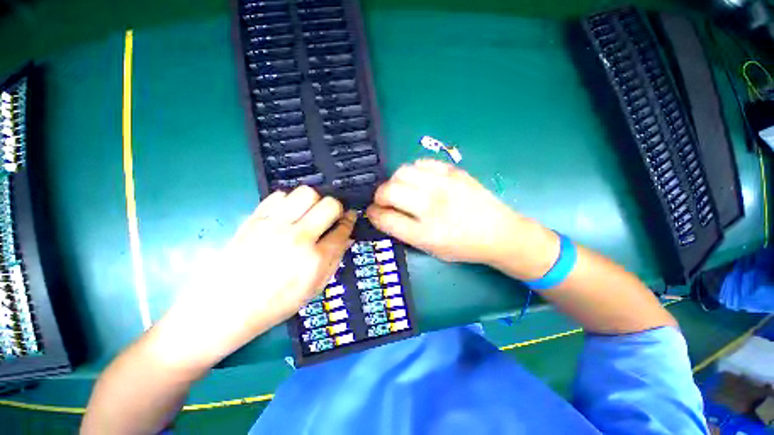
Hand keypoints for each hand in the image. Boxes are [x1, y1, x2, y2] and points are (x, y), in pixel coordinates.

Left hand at [161, 186, 355, 365]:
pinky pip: (279, 195)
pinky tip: (288, 213)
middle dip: (336, 207)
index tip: (349, 218)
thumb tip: (347, 237)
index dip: (349, 221)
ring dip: (314, 200)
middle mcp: (298, 238)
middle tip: (331, 215)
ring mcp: (274, 226)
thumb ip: (334, 260)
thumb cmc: (274, 305)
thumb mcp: (313, 288)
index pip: (343, 229)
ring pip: (306, 193)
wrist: (223, 308)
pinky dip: (290, 200)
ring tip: (309, 212)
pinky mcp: (254, 219)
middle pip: (329, 204)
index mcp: (315, 259)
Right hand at [366, 160, 519, 263]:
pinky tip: (419, 180)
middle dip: (379, 196)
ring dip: (394, 181)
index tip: (373, 212)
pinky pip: (422, 163)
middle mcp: (432, 207)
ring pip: (402, 172)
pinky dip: (414, 171)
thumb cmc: (462, 246)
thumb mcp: (430, 249)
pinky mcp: (454, 172)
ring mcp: (444, 186)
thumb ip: (403, 232)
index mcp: (425, 233)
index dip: (373, 214)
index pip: (386, 218)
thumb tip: (383, 214)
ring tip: (401, 189)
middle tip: (384, 200)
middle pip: (389, 191)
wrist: (498, 233)